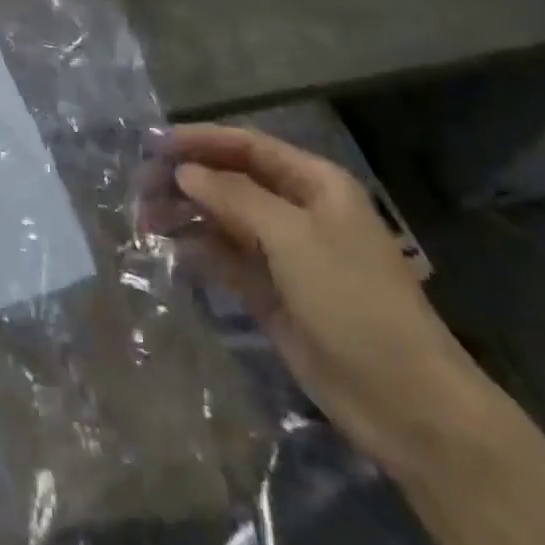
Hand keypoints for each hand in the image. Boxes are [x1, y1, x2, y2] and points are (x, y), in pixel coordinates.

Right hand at [144, 125, 489, 475]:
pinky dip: (199, 251)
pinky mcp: (272, 294)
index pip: (247, 146)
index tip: (153, 142)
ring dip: (186, 214)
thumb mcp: (293, 238)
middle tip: (140, 185)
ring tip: (144, 217)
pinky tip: (170, 250)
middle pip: (231, 180)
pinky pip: (227, 260)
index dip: (200, 140)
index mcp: (314, 184)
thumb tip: (184, 171)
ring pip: (224, 219)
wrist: (405, 404)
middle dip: (187, 178)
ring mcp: (284, 254)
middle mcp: (297, 211)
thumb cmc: (354, 301)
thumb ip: (234, 197)